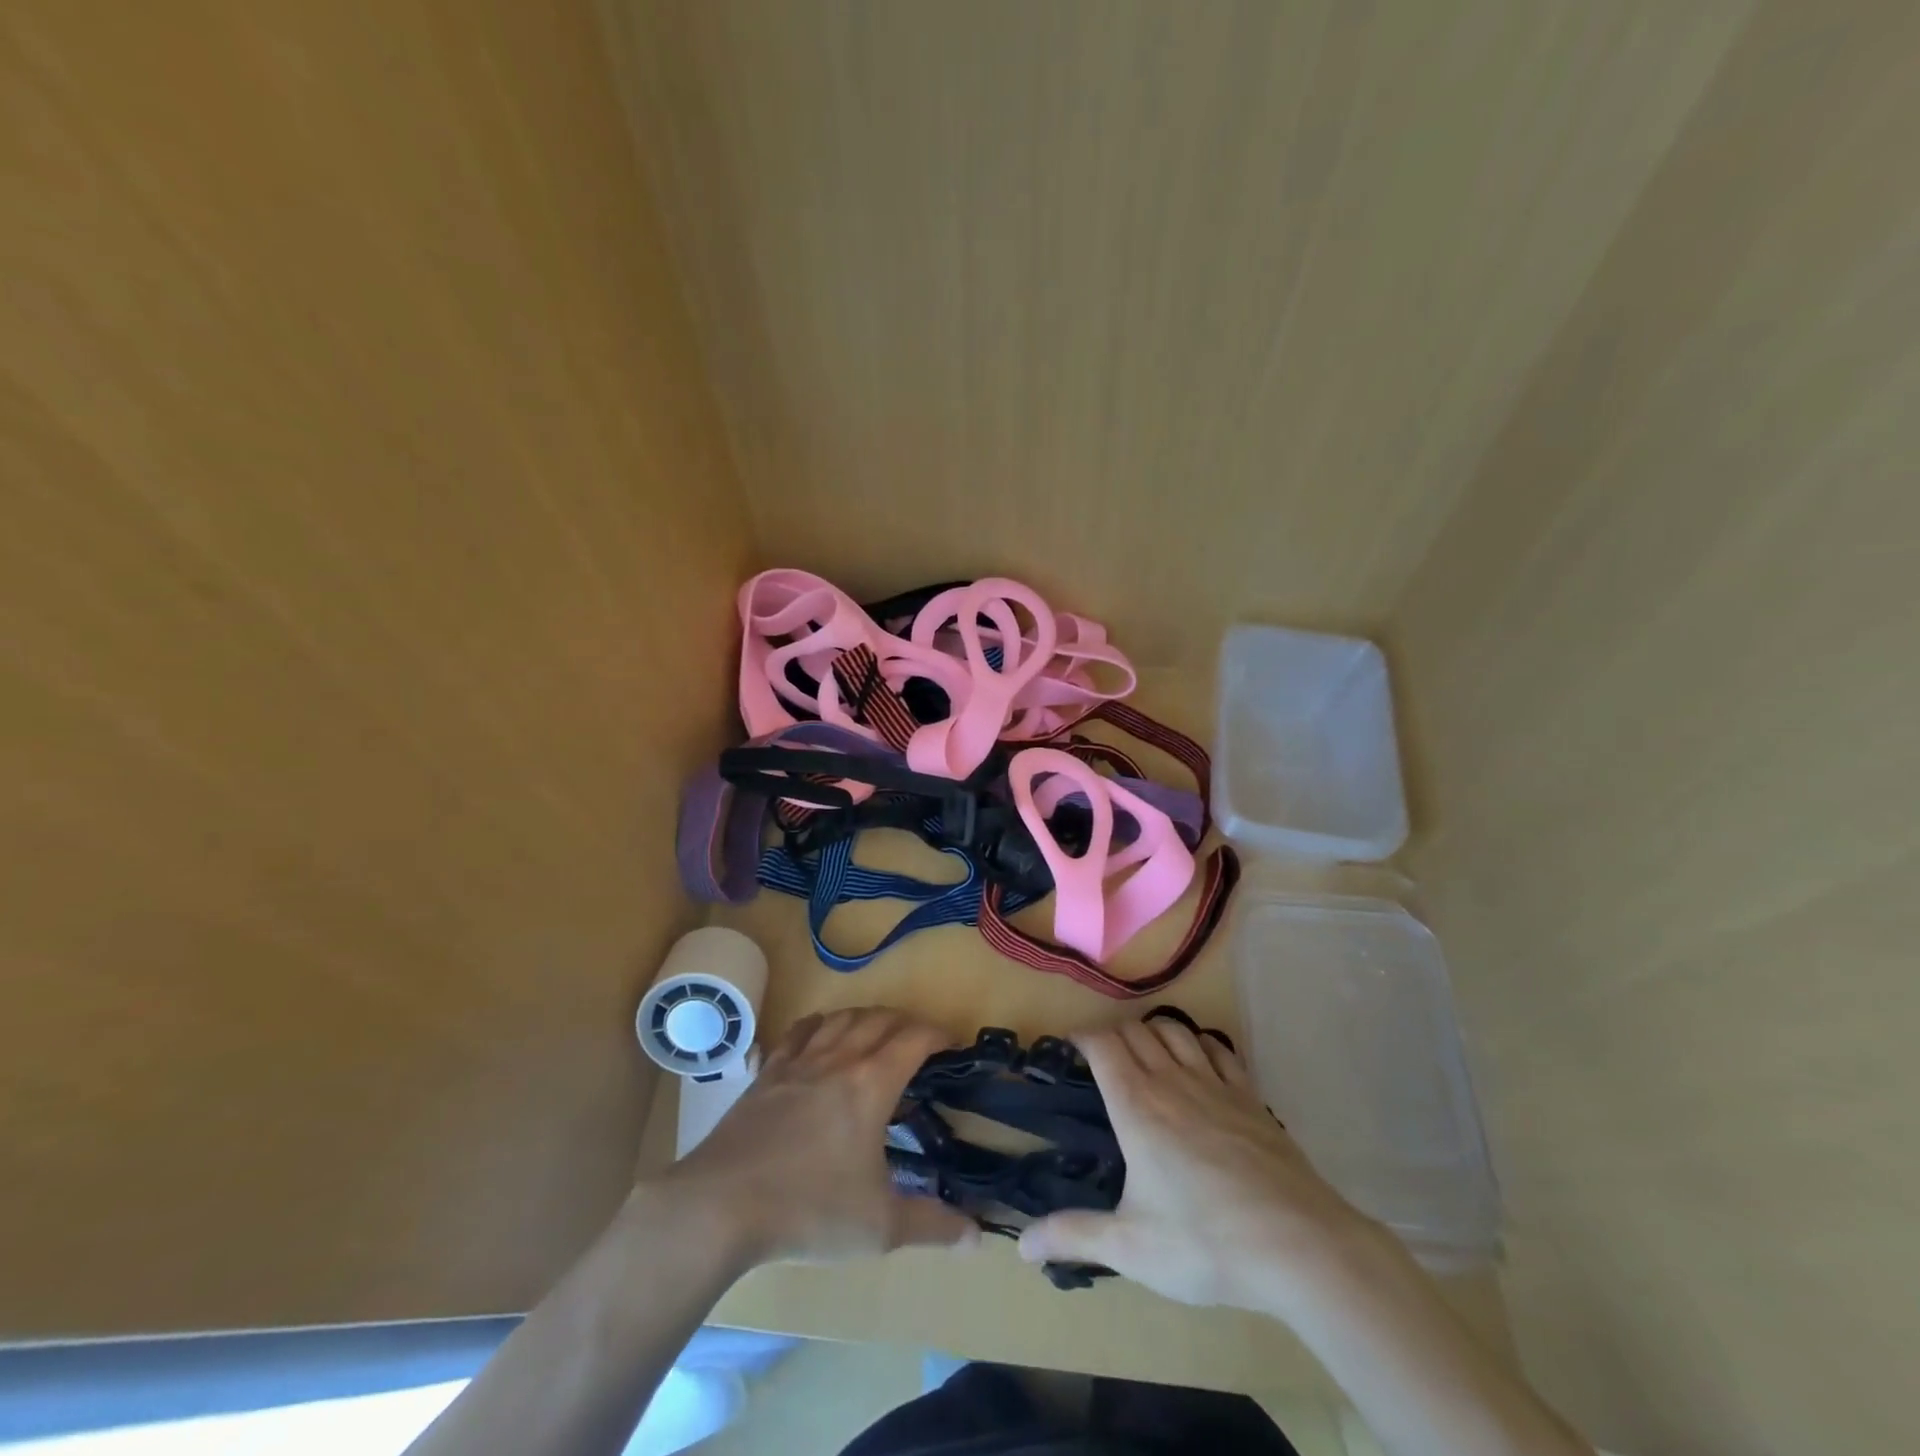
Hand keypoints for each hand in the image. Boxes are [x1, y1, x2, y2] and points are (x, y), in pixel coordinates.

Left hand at [646, 1007, 978, 1266]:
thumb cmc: (809, 1210)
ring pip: (840, 1018)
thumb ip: (932, 1226)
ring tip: (876, 1032)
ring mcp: (799, 1062)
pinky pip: (798, 1032)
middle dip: (906, 1022)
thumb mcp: (879, 1227)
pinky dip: (819, 1024)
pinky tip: (820, 1033)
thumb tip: (978, 1237)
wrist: (721, 1204)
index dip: (938, 1034)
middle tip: (918, 1041)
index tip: (951, 1044)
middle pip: (880, 1019)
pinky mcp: (768, 1073)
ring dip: (866, 1017)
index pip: (914, 1039)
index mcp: (872, 1084)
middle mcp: (839, 1059)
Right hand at [1017, 1017, 1382, 1313]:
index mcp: (1136, 1106)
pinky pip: (1218, 1049)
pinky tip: (1199, 1062)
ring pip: (1175, 1030)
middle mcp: (1171, 1081)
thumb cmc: (1206, 1243)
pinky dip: (1199, 1044)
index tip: (1070, 1047)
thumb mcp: (1133, 1248)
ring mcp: (1215, 1084)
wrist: (1300, 1246)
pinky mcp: (1249, 1096)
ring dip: (1153, 1031)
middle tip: (1102, 1059)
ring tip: (1146, 1053)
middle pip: (1135, 1030)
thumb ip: (1075, 1237)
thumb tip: (1022, 1244)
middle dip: (1113, 1034)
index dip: (1082, 1037)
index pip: (1103, 1044)